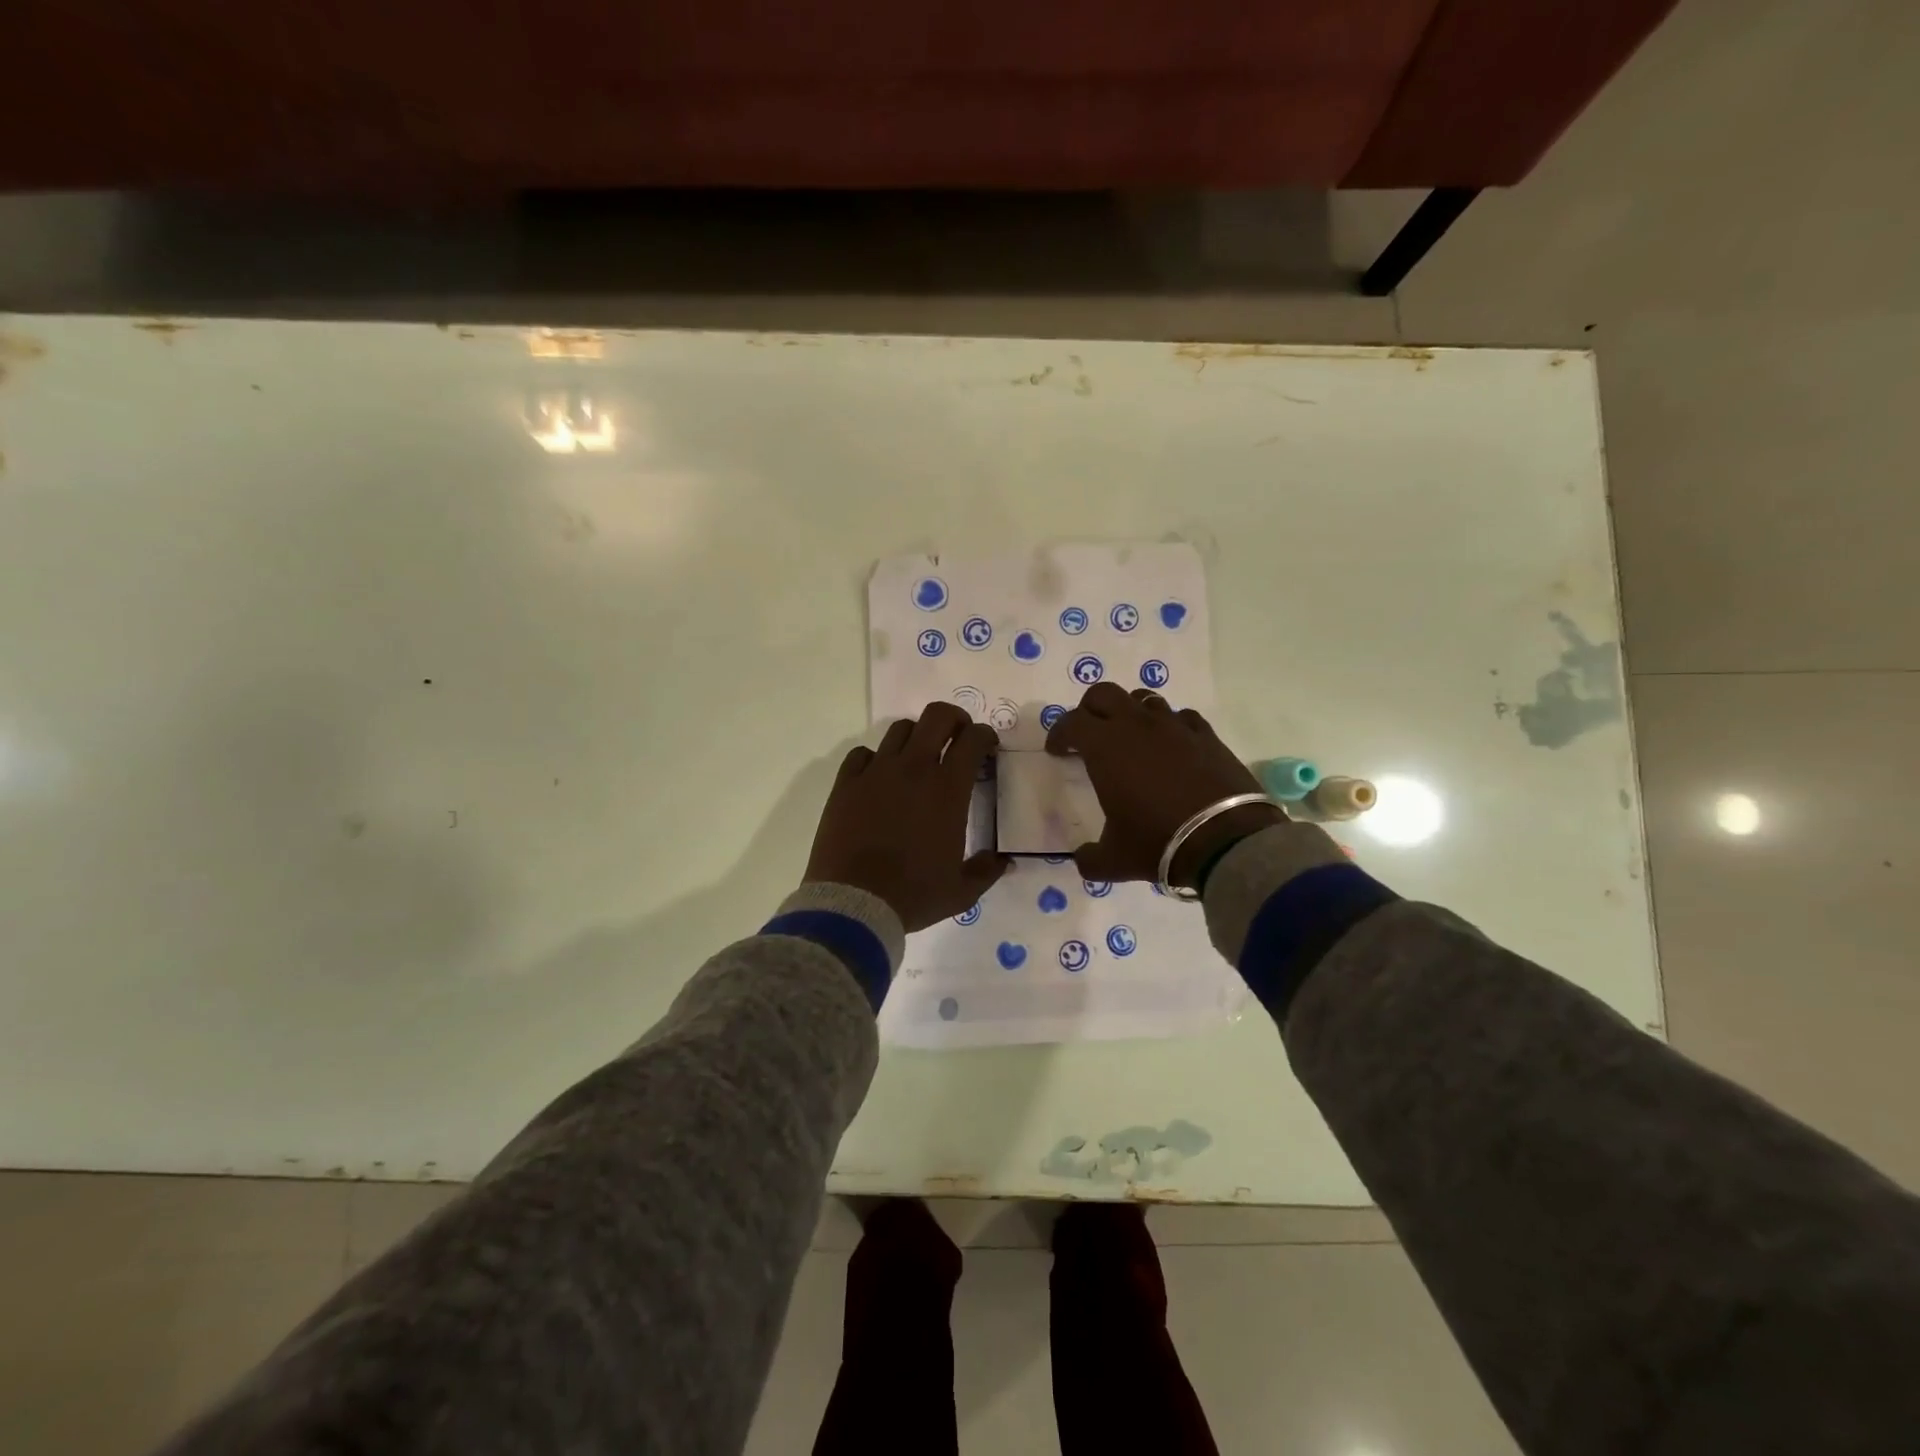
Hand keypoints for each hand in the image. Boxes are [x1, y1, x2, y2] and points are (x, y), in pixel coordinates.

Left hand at [806, 703, 1010, 931]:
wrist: (854, 903)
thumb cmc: (913, 895)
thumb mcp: (962, 891)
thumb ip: (987, 871)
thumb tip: (1004, 860)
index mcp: (947, 789)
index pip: (973, 739)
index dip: (984, 736)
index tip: (987, 747)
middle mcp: (913, 769)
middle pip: (937, 716)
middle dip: (954, 719)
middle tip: (958, 737)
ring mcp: (876, 772)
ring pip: (900, 729)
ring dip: (916, 736)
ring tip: (918, 756)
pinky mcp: (846, 783)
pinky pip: (862, 754)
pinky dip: (875, 758)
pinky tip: (879, 777)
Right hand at [1045, 683, 1284, 886]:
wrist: (1226, 840)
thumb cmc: (1159, 842)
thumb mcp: (1114, 860)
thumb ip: (1090, 858)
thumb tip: (1083, 858)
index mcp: (1106, 747)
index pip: (1071, 723)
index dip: (1059, 734)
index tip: (1057, 751)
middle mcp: (1137, 726)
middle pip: (1104, 694)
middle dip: (1089, 709)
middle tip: (1088, 733)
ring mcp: (1175, 726)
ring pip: (1144, 699)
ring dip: (1129, 712)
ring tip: (1130, 736)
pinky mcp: (1206, 735)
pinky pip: (1181, 717)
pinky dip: (1169, 726)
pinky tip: (1172, 746)